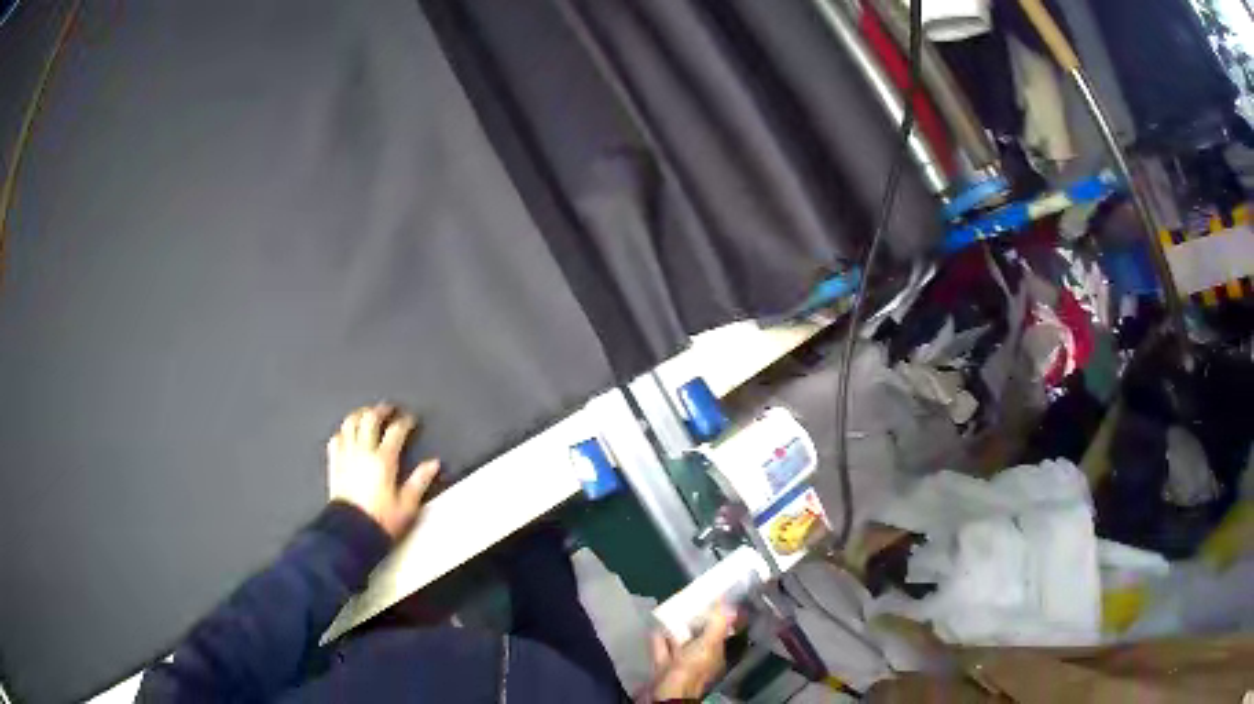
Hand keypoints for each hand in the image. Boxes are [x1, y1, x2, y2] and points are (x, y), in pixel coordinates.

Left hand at [327, 404, 439, 539]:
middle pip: (370, 419)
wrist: (352, 533)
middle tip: (388, 408)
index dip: (405, 421)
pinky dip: (342, 432)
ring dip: (359, 414)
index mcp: (383, 461)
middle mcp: (363, 453)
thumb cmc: (380, 521)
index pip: (396, 431)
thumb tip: (433, 465)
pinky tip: (345, 433)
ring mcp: (346, 457)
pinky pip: (335, 439)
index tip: (411, 420)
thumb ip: (420, 481)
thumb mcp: (408, 505)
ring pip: (350, 424)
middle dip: (381, 410)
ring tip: (366, 413)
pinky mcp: (335, 465)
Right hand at [646, 604, 735, 701]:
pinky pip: (661, 649)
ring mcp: (680, 665)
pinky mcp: (663, 667)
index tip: (714, 604)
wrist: (666, 692)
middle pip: (699, 638)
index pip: (720, 635)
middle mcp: (700, 660)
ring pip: (679, 643)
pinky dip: (658, 638)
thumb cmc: (691, 669)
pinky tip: (655, 626)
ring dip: (675, 629)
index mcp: (715, 656)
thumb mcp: (709, 644)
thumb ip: (717, 625)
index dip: (718, 620)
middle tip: (690, 604)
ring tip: (671, 612)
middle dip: (694, 624)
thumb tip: (727, 605)